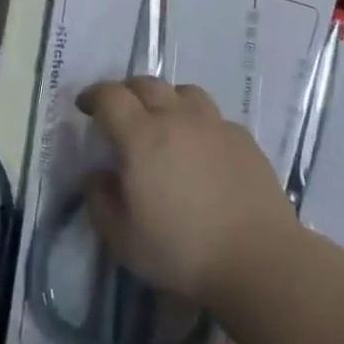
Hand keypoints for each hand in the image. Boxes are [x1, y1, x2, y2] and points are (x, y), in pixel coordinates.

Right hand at [76, 77, 300, 304]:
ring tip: (163, 121)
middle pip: (147, 84)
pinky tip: (200, 148)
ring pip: (184, 92)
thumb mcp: (122, 239)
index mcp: (142, 137)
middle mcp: (177, 119)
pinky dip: (197, 122)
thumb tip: (97, 175)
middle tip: (119, 112)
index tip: (85, 106)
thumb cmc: (182, 250)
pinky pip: (213, 116)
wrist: (258, 259)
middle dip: (126, 91)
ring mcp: (215, 125)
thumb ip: (100, 201)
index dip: (93, 95)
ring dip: (166, 99)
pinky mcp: (243, 138)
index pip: (110, 97)